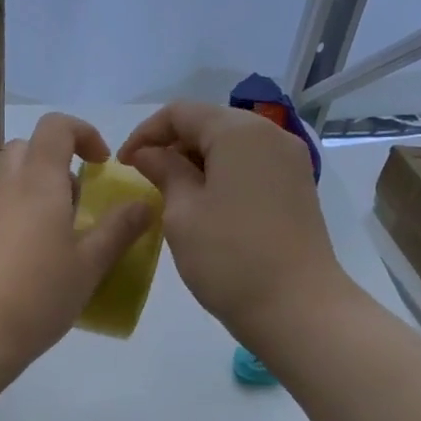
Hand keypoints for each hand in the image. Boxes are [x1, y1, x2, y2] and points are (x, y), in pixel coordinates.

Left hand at [0, 112, 151, 372]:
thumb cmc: (37, 296)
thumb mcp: (90, 266)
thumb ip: (119, 230)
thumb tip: (144, 203)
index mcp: (38, 182)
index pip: (56, 127)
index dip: (82, 133)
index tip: (101, 164)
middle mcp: (2, 187)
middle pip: (24, 149)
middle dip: (53, 162)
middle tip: (74, 203)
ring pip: (0, 182)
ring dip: (26, 193)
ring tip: (46, 237)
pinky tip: (5, 254)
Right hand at [118, 101, 352, 344]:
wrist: (297, 308)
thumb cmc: (229, 257)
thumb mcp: (182, 212)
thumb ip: (163, 171)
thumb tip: (148, 153)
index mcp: (239, 132)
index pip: (180, 112)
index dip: (145, 133)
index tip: (123, 165)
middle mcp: (270, 134)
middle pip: (209, 122)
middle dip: (171, 144)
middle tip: (144, 178)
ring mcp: (289, 161)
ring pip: (230, 144)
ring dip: (195, 160)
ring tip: (170, 192)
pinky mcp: (297, 186)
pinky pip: (250, 164)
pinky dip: (221, 173)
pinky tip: (203, 203)